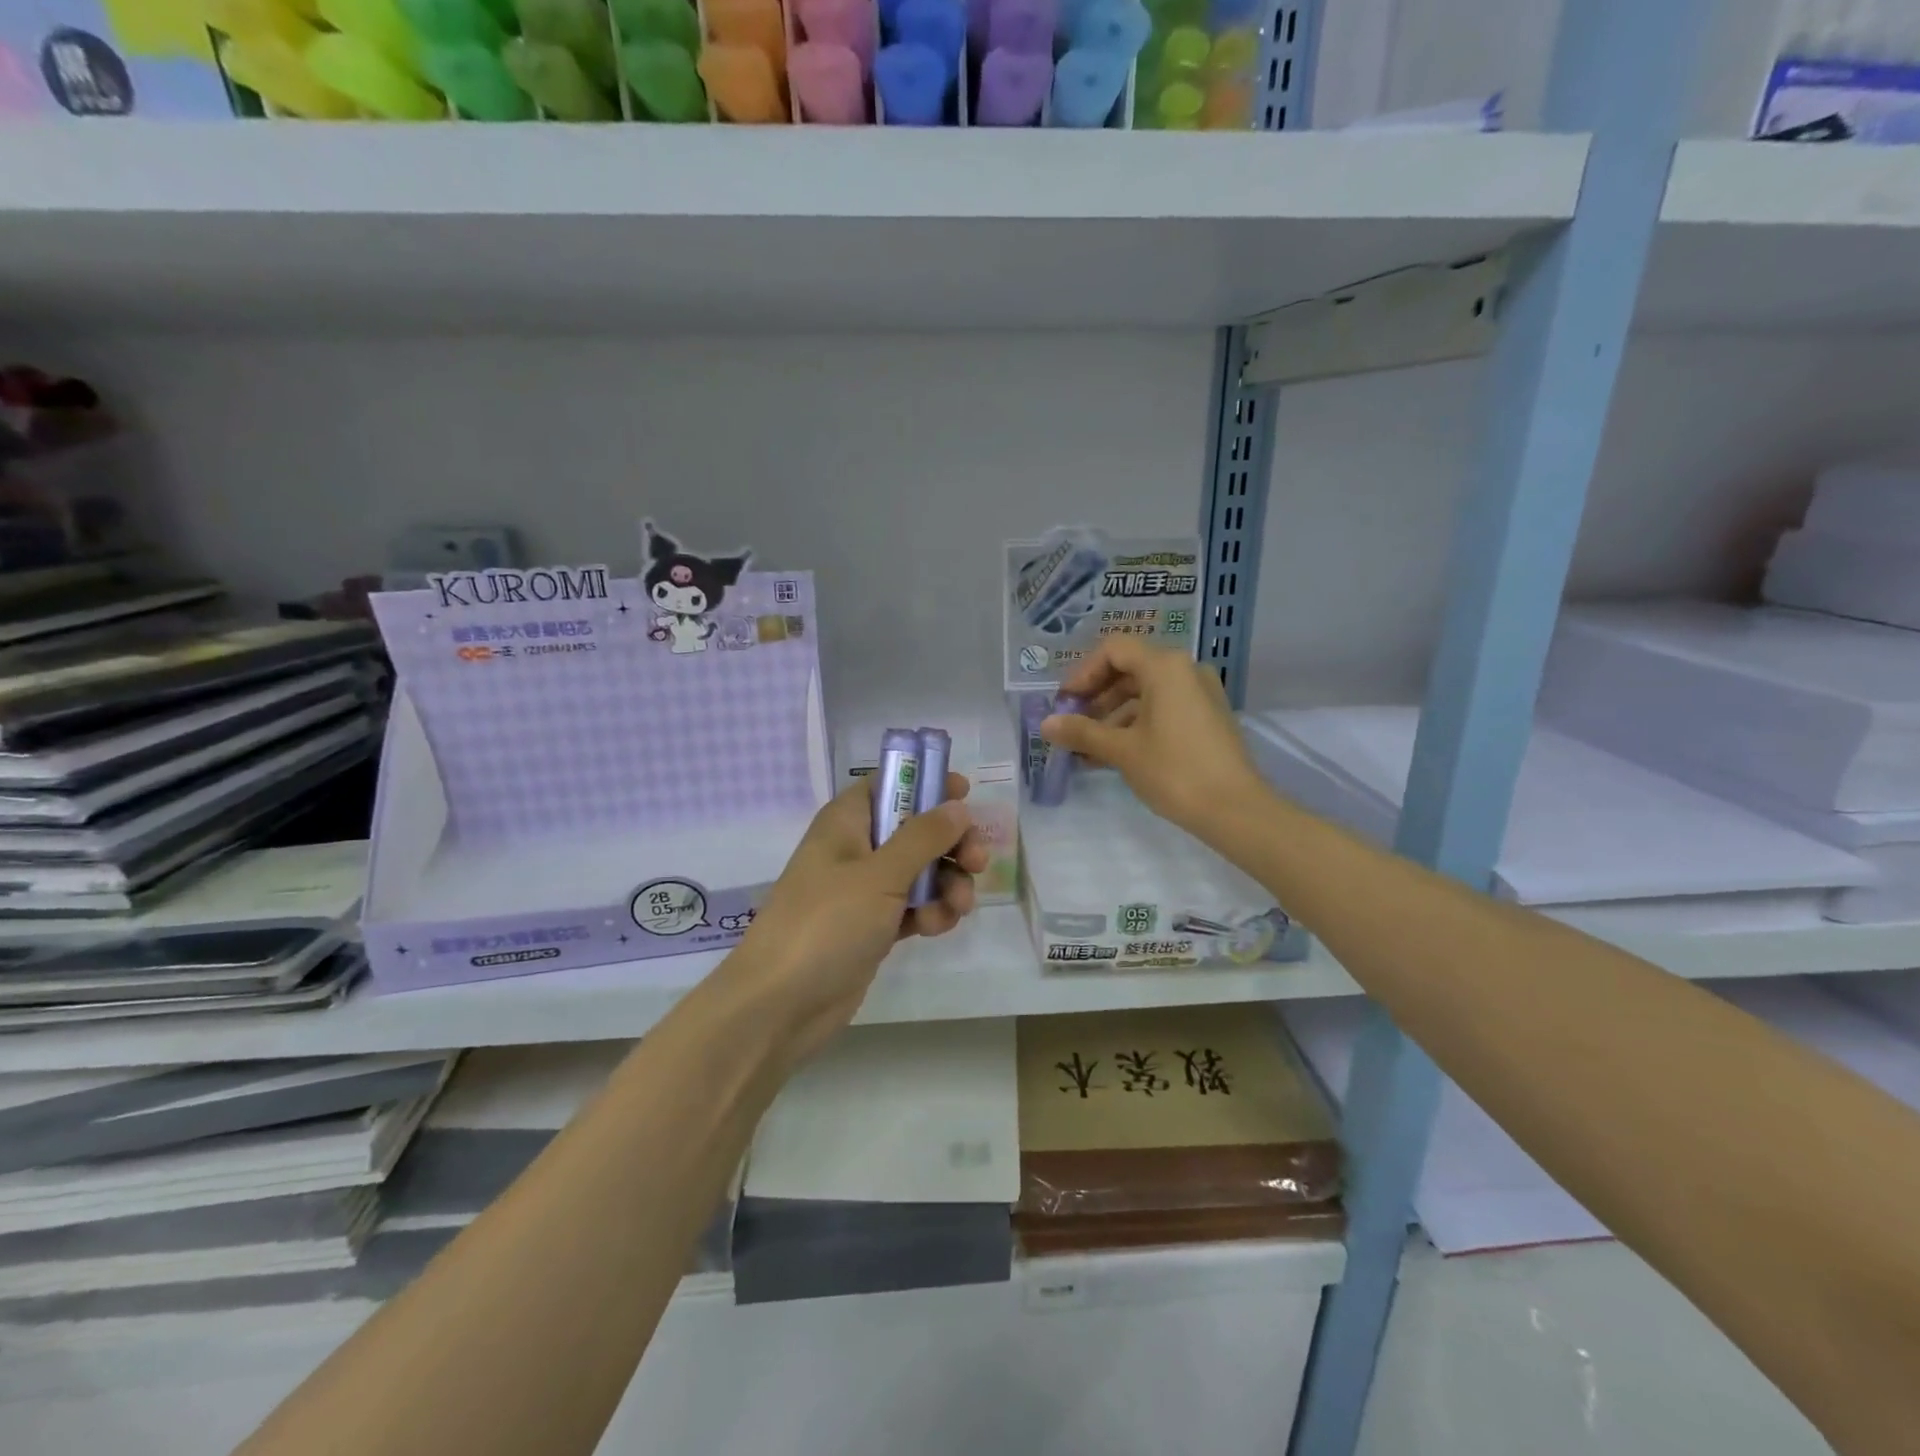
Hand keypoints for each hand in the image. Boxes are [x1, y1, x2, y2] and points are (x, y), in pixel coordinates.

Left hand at [729, 773, 986, 1062]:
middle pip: (916, 829)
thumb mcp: (879, 874)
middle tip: (977, 861)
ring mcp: (864, 891)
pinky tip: (936, 929)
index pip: (890, 784)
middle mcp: (856, 849)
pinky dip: (930, 913)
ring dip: (947, 884)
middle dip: (950, 843)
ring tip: (958, 907)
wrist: (780, 1005)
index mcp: (847, 822)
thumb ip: (923, 837)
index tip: (966, 793)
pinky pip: (913, 907)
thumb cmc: (826, 923)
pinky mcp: (873, 927)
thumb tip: (957, 805)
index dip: (927, 782)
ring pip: (921, 872)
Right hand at [1041, 637, 1265, 835]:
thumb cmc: (1174, 770)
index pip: (1113, 650)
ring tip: (1088, 749)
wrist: (1235, 809)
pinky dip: (1136, 725)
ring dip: (1112, 716)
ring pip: (1145, 693)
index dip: (1083, 673)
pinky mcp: (1207, 717)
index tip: (1065, 703)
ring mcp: (1200, 694)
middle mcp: (1185, 670)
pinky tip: (1114, 755)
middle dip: (1096, 698)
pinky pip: (1163, 709)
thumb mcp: (1122, 750)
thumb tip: (1046, 725)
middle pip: (1129, 670)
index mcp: (1165, 666)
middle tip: (1072, 726)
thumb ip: (1082, 732)